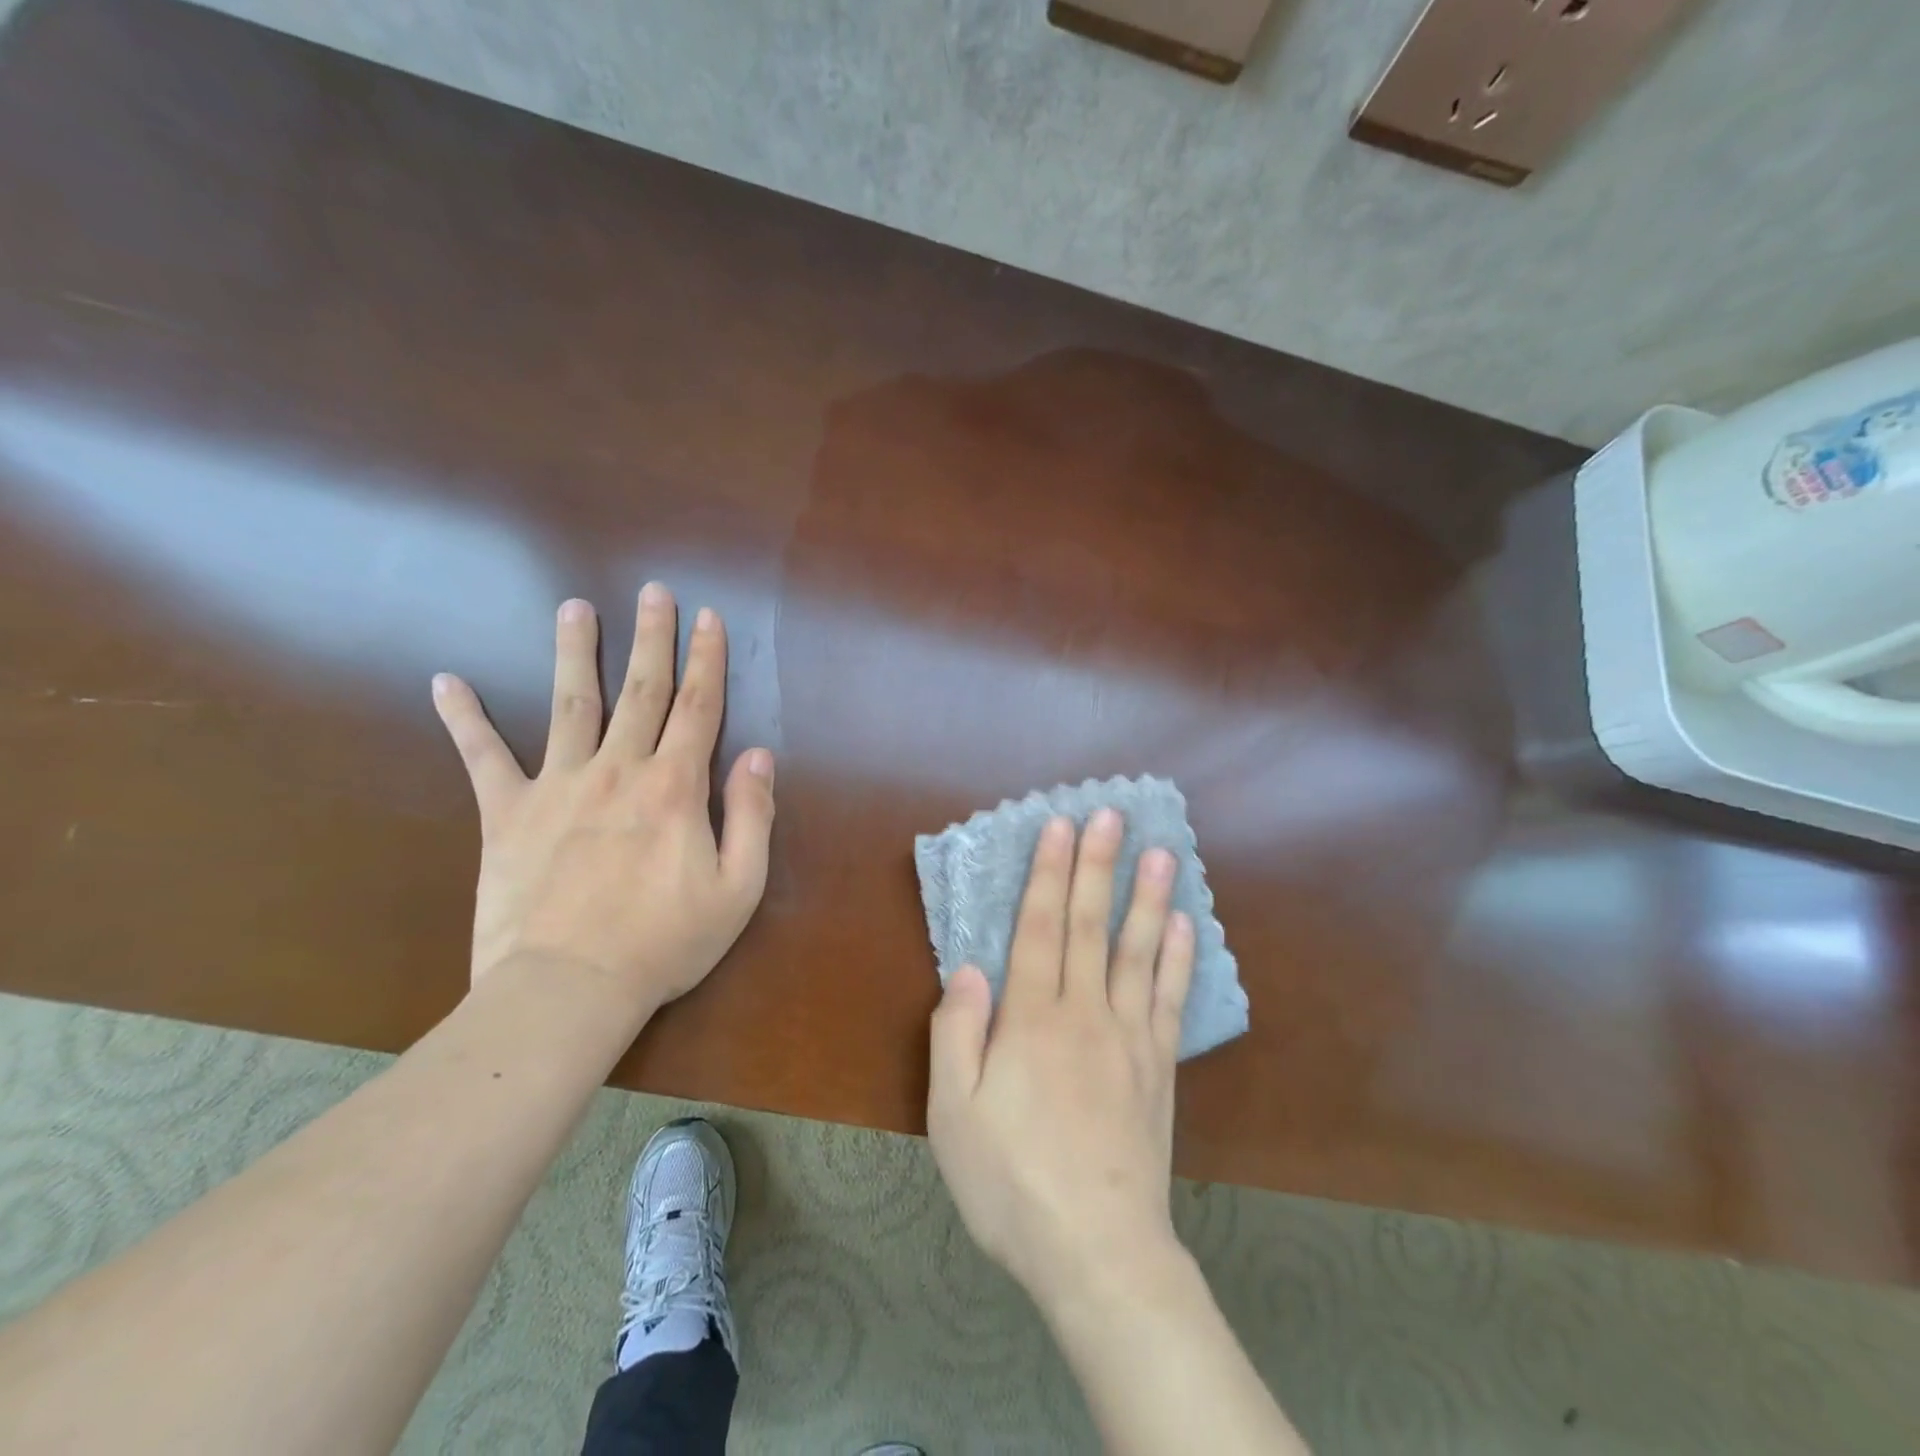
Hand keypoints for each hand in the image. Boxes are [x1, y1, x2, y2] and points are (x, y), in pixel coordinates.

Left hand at [430, 584, 775, 1010]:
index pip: (699, 708)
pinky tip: (446, 681)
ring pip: (571, 704)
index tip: (708, 618)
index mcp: (676, 786)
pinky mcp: (507, 814)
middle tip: (653, 591)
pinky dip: (464, 719)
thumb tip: (758, 755)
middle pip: (642, 690)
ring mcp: (559, 786)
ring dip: (574, 652)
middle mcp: (620, 770)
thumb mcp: (738, 888)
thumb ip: (753, 815)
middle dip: (652, 637)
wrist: (568, 988)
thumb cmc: (665, 942)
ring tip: (574, 608)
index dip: (707, 660)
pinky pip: (483, 758)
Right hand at [927, 810, 1195, 1310]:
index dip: (1050, 874)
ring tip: (1161, 852)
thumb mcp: (953, 1114)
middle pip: (1091, 925)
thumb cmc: (1011, 1182)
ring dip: (1147, 897)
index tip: (1061, 826)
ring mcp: (1130, 1038)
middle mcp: (1084, 1013)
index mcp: (1031, 1019)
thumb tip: (969, 968)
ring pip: (1138, 952)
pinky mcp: (1159, 1068)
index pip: (1041, 927)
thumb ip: (957, 1033)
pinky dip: (1178, 959)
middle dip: (1098, 865)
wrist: (1098, 1252)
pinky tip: (1185, 926)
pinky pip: (1170, 1000)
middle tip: (1111, 814)